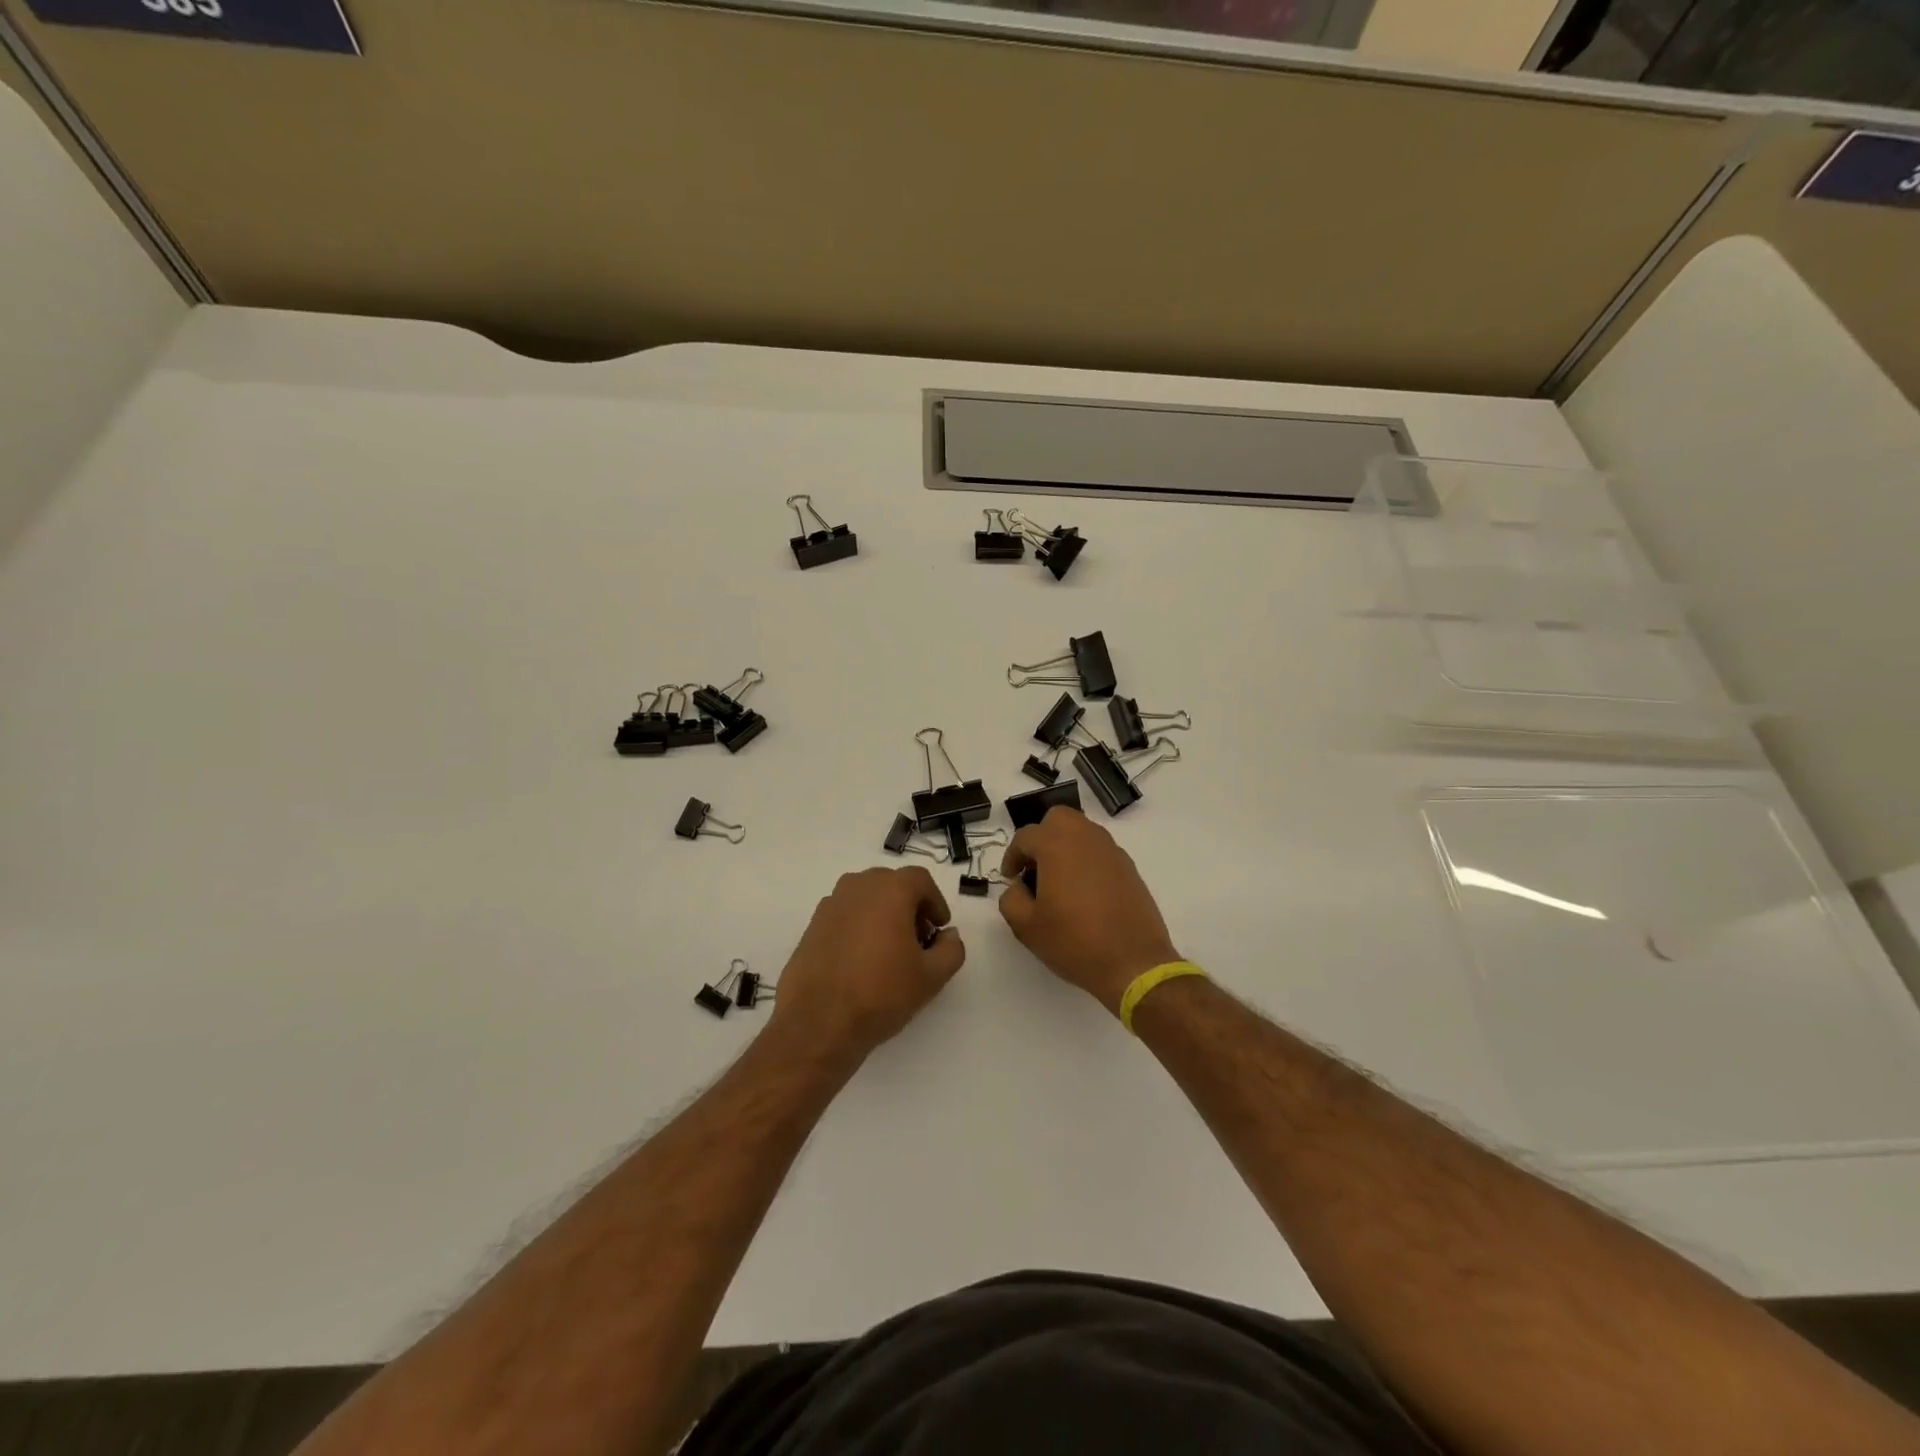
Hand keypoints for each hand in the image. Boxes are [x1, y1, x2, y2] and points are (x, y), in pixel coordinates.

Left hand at [769, 866, 966, 1062]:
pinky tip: (861, 960)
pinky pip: (845, 914)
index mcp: (889, 890)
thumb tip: (948, 935)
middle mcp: (857, 887)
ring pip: (866, 898)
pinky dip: (859, 926)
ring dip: (883, 914)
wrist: (818, 1022)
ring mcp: (830, 904)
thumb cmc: (881, 993)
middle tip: (918, 940)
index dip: (935, 902)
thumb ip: (951, 949)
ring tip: (889, 951)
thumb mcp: (931, 977)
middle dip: (910, 906)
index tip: (939, 929)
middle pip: (891, 884)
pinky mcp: (812, 926)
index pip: (920, 879)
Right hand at [999, 807, 1181, 1014]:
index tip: (1010, 878)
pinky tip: (1084, 893)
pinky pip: (1100, 851)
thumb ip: (1011, 898)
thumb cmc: (1074, 941)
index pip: (1025, 836)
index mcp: (1057, 845)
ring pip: (1082, 832)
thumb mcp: (1026, 926)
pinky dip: (1087, 860)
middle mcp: (1086, 838)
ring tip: (1059, 881)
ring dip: (1066, 846)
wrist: (1133, 963)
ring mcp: (1112, 851)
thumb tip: (1019, 886)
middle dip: (1042, 837)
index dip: (1012, 856)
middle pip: (1058, 819)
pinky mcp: (1129, 868)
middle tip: (1035, 868)